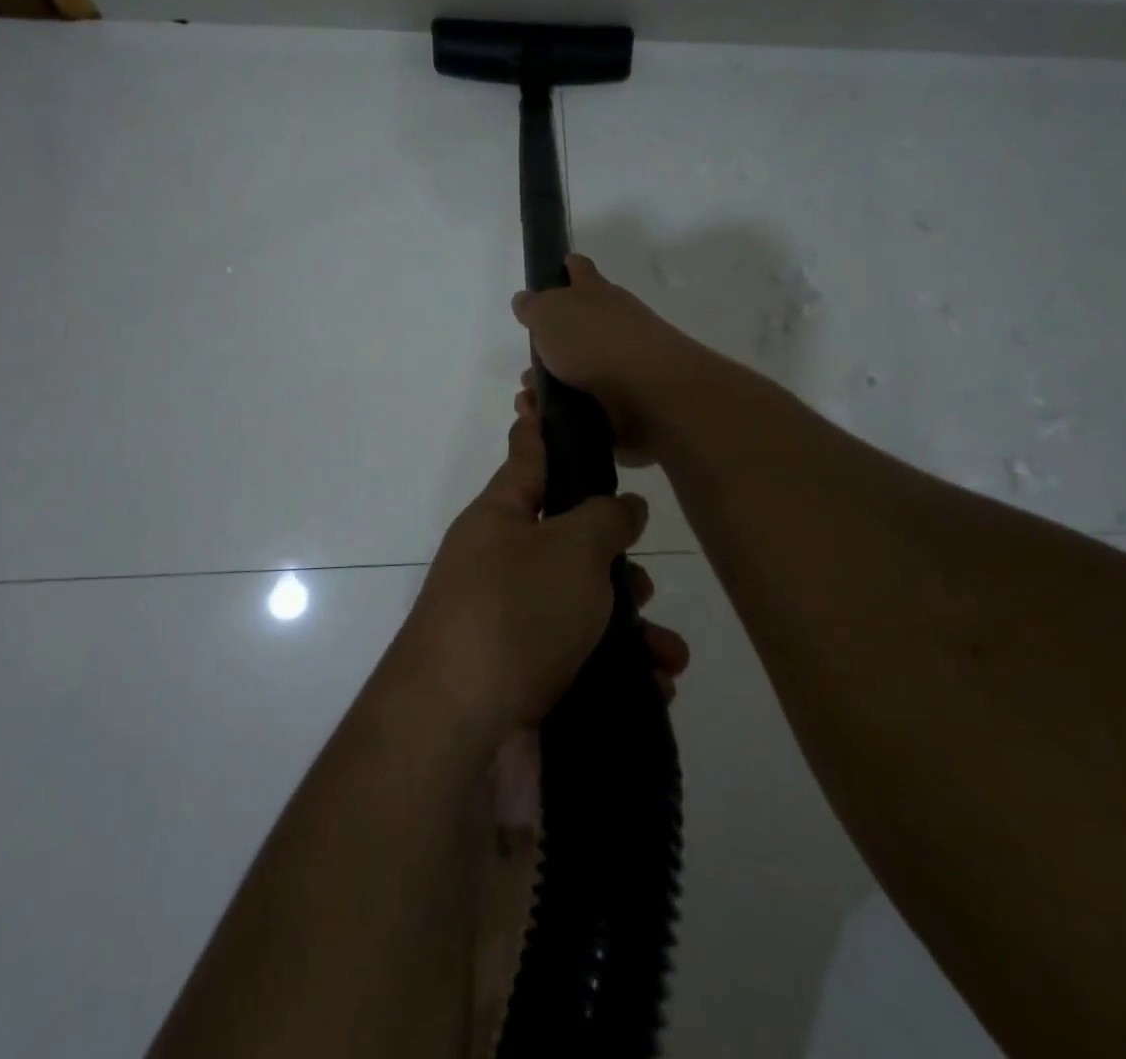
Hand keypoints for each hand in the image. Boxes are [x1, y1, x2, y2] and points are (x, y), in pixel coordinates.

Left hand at [395, 393, 686, 736]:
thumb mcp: (570, 548)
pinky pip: (581, 659)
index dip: (542, 426)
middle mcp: (498, 564)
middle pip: (566, 542)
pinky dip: (619, 670)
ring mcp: (508, 624)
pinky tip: (654, 685)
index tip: (543, 396)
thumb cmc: (514, 612)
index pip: (527, 456)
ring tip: (666, 650)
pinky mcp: (522, 679)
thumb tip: (622, 506)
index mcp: (500, 518)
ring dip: (629, 626)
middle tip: (642, 582)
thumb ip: (604, 518)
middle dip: (614, 561)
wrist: (459, 728)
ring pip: (581, 608)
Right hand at [511, 254, 712, 465]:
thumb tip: (525, 300)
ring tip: (530, 404)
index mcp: (595, 295)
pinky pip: (583, 409)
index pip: (581, 271)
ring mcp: (619, 366)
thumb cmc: (595, 341)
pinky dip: (562, 416)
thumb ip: (534, 306)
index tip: (559, 268)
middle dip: (546, 350)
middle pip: (574, 331)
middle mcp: (611, 325)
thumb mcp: (550, 313)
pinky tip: (543, 424)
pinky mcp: (621, 404)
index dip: (569, 268)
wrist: (648, 393)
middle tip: (526, 369)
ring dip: (548, 390)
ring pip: (574, 375)